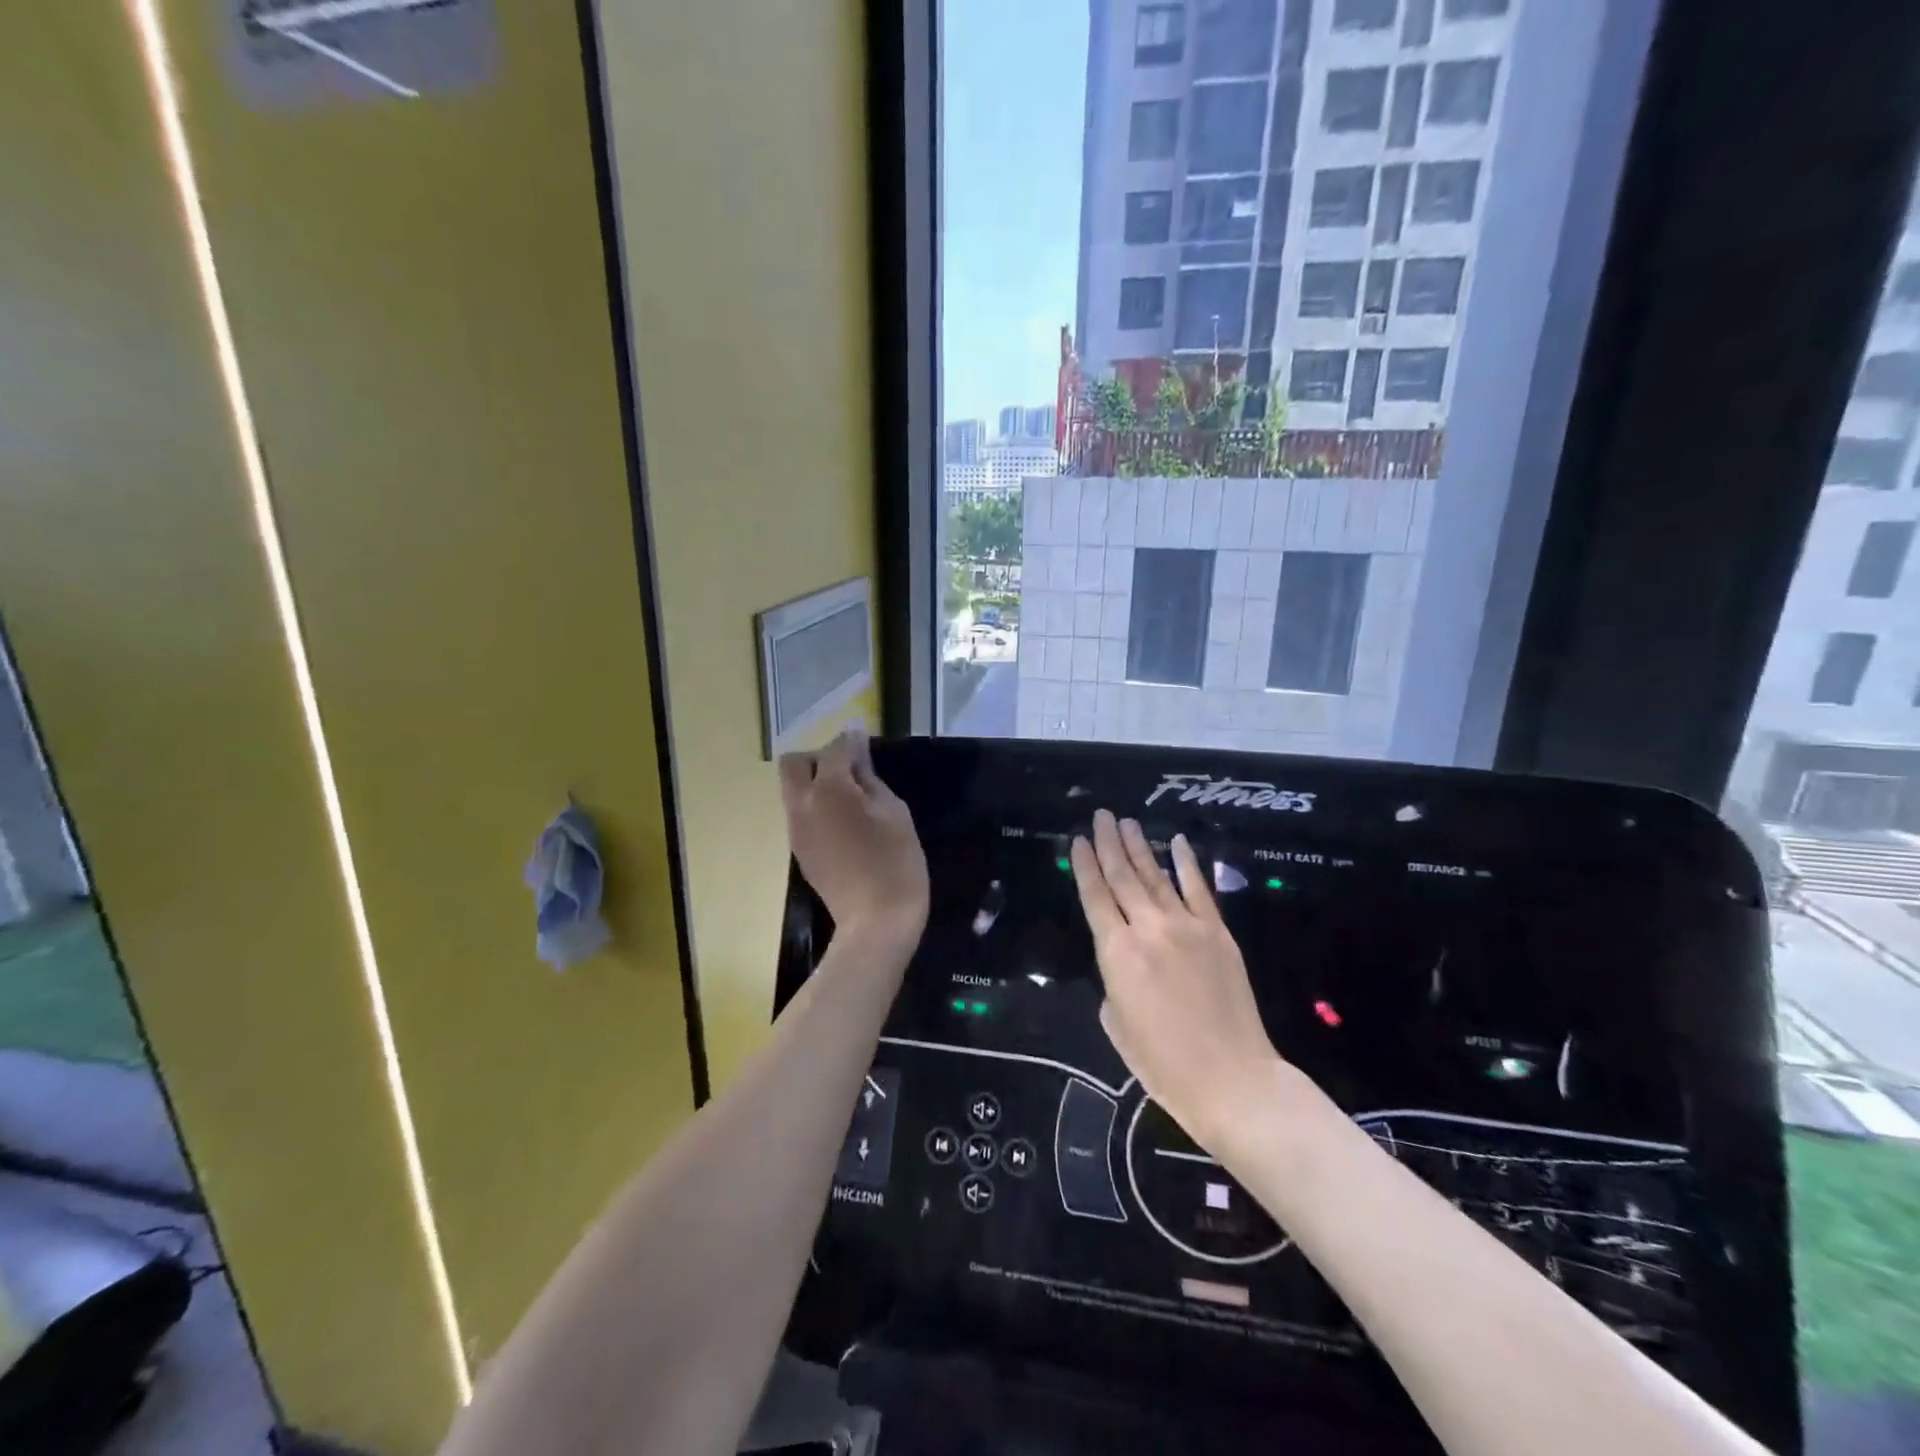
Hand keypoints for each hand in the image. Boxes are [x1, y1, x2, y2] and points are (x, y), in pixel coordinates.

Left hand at [778, 729, 928, 948]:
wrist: (875, 922)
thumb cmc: (896, 862)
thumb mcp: (894, 812)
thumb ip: (869, 776)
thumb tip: (856, 748)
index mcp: (829, 789)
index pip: (835, 748)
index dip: (852, 740)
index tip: (866, 738)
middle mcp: (802, 804)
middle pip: (794, 763)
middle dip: (819, 758)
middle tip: (850, 772)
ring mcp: (796, 829)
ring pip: (793, 789)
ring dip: (815, 783)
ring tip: (850, 799)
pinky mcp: (799, 850)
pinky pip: (799, 813)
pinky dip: (815, 807)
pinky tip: (843, 824)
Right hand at [1070, 810, 1284, 1150]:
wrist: (1232, 1078)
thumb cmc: (1163, 1064)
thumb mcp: (1117, 1024)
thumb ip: (1114, 981)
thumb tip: (1125, 960)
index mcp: (1117, 953)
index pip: (1095, 897)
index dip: (1084, 866)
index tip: (1077, 840)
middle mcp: (1148, 929)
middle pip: (1123, 877)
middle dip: (1108, 843)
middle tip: (1101, 815)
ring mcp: (1187, 926)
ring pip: (1157, 876)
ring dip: (1141, 847)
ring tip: (1127, 822)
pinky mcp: (1218, 933)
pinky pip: (1199, 889)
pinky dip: (1187, 863)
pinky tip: (1178, 842)